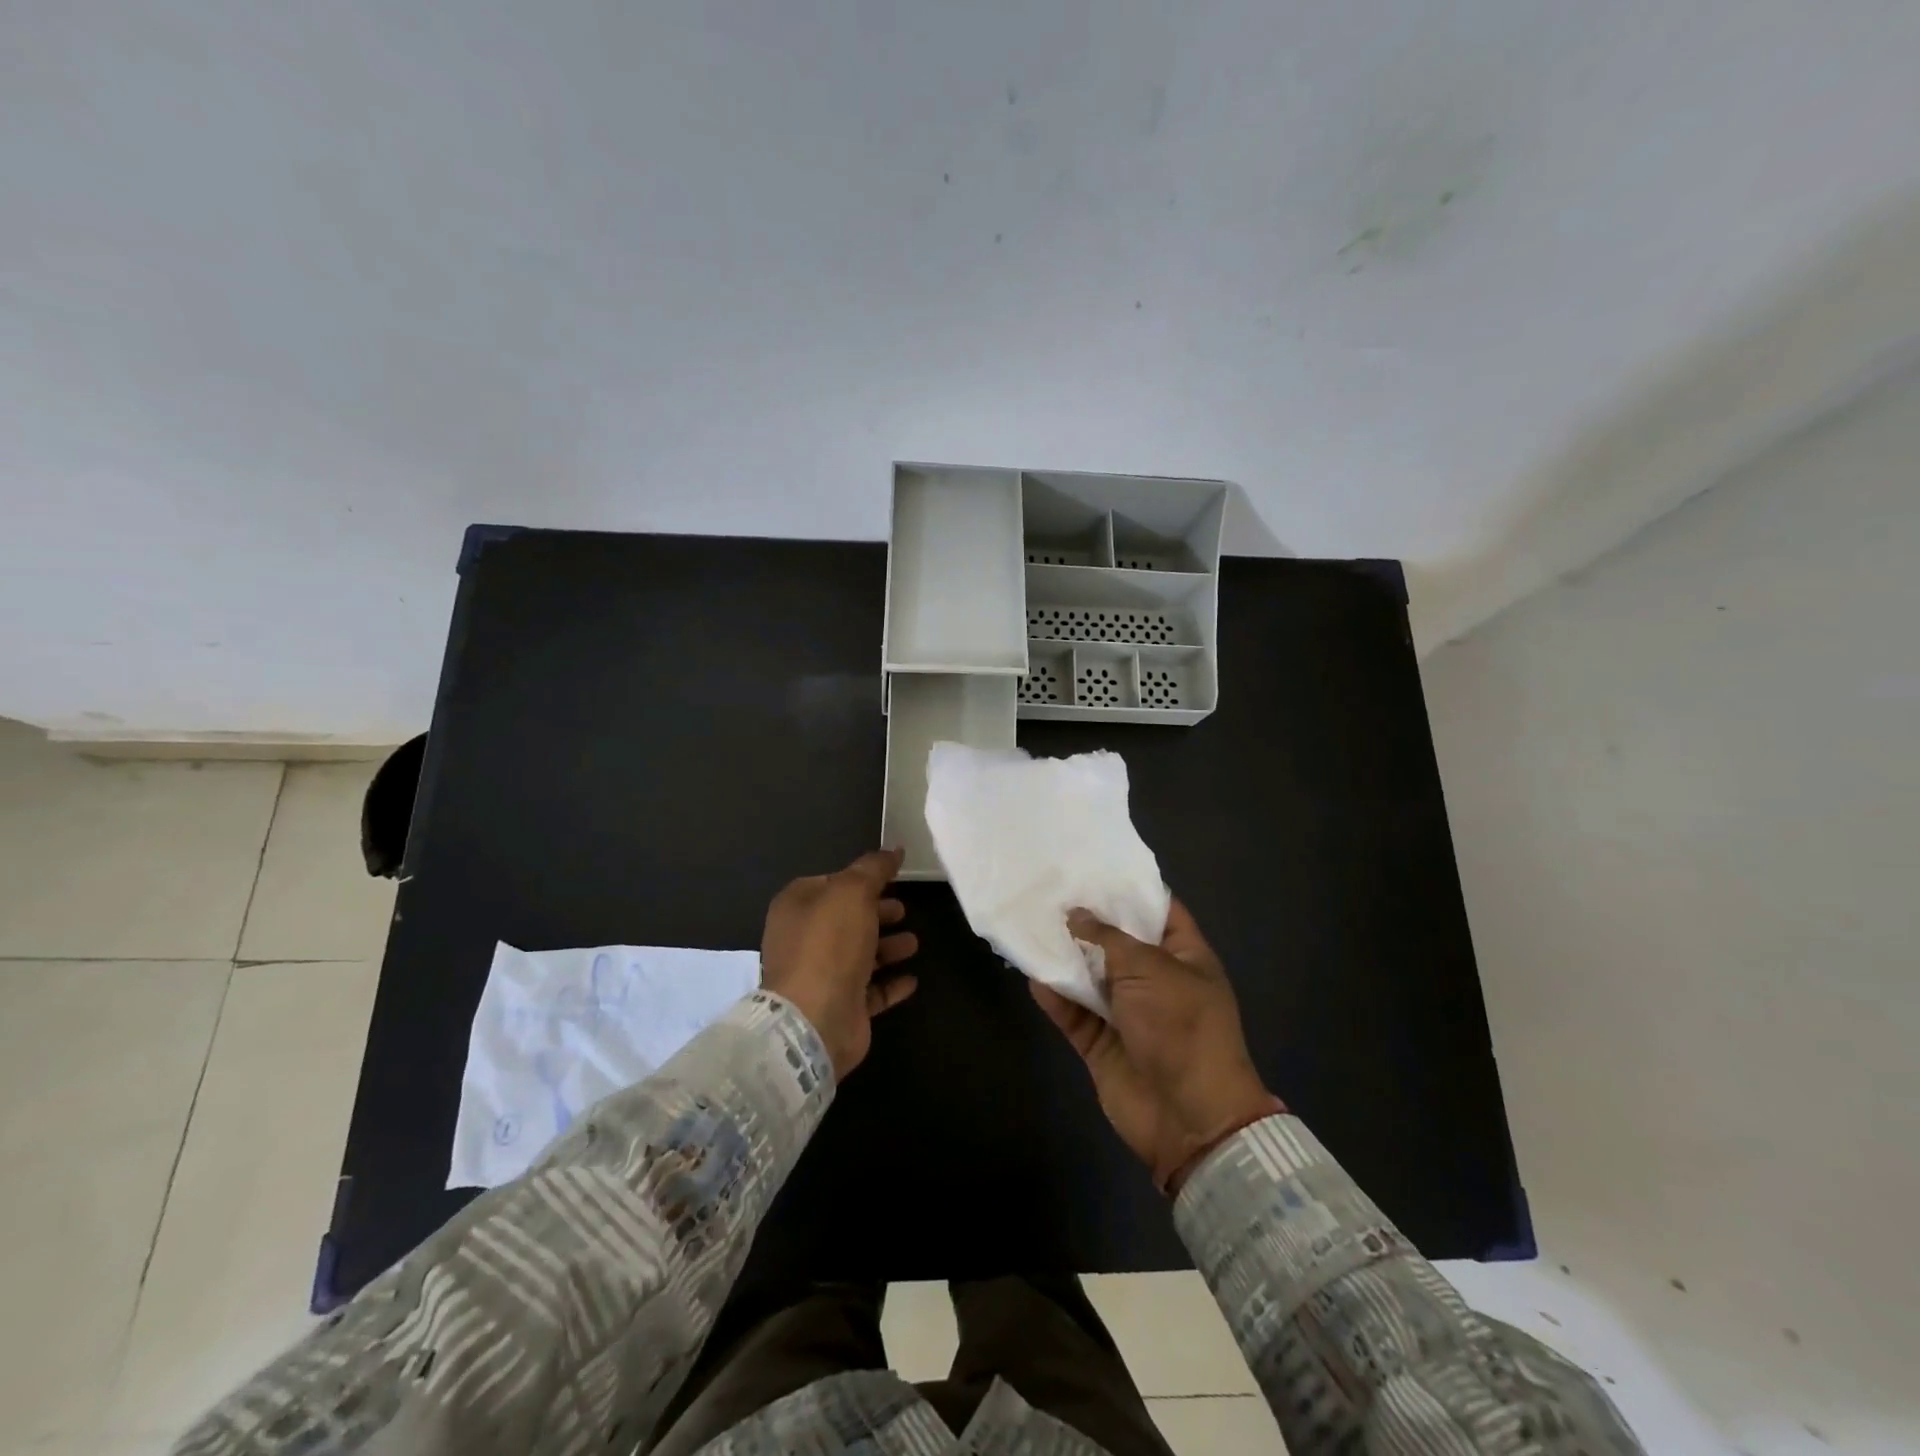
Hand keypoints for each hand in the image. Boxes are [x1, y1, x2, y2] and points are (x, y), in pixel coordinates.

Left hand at [760, 848, 919, 1078]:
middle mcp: (804, 940)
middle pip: (846, 919)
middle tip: (904, 910)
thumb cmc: (829, 945)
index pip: (830, 883)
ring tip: (914, 943)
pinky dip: (890, 983)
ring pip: (860, 955)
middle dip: (876, 913)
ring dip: (887, 947)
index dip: (860, 880)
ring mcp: (821, 977)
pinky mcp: (841, 1007)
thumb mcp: (853, 892)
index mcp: (797, 907)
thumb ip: (874, 868)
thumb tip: (894, 849)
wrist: (815, 1019)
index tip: (891, 879)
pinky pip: (870, 991)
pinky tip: (912, 979)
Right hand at [1032, 899, 1279, 1192]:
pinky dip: (1055, 997)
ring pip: (1091, 977)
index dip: (1130, 890)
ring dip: (1065, 958)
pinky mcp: (1102, 1043)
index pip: (1159, 911)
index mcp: (1184, 957)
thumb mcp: (1150, 969)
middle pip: (1117, 942)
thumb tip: (1077, 915)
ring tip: (1032, 925)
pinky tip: (1033, 975)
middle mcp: (1155, 981)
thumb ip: (1108, 938)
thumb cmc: (1181, 1027)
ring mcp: (1127, 1013)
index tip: (1094, 868)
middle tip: (1050, 891)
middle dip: (1087, 920)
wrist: (1189, 1117)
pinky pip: (1074, 1013)